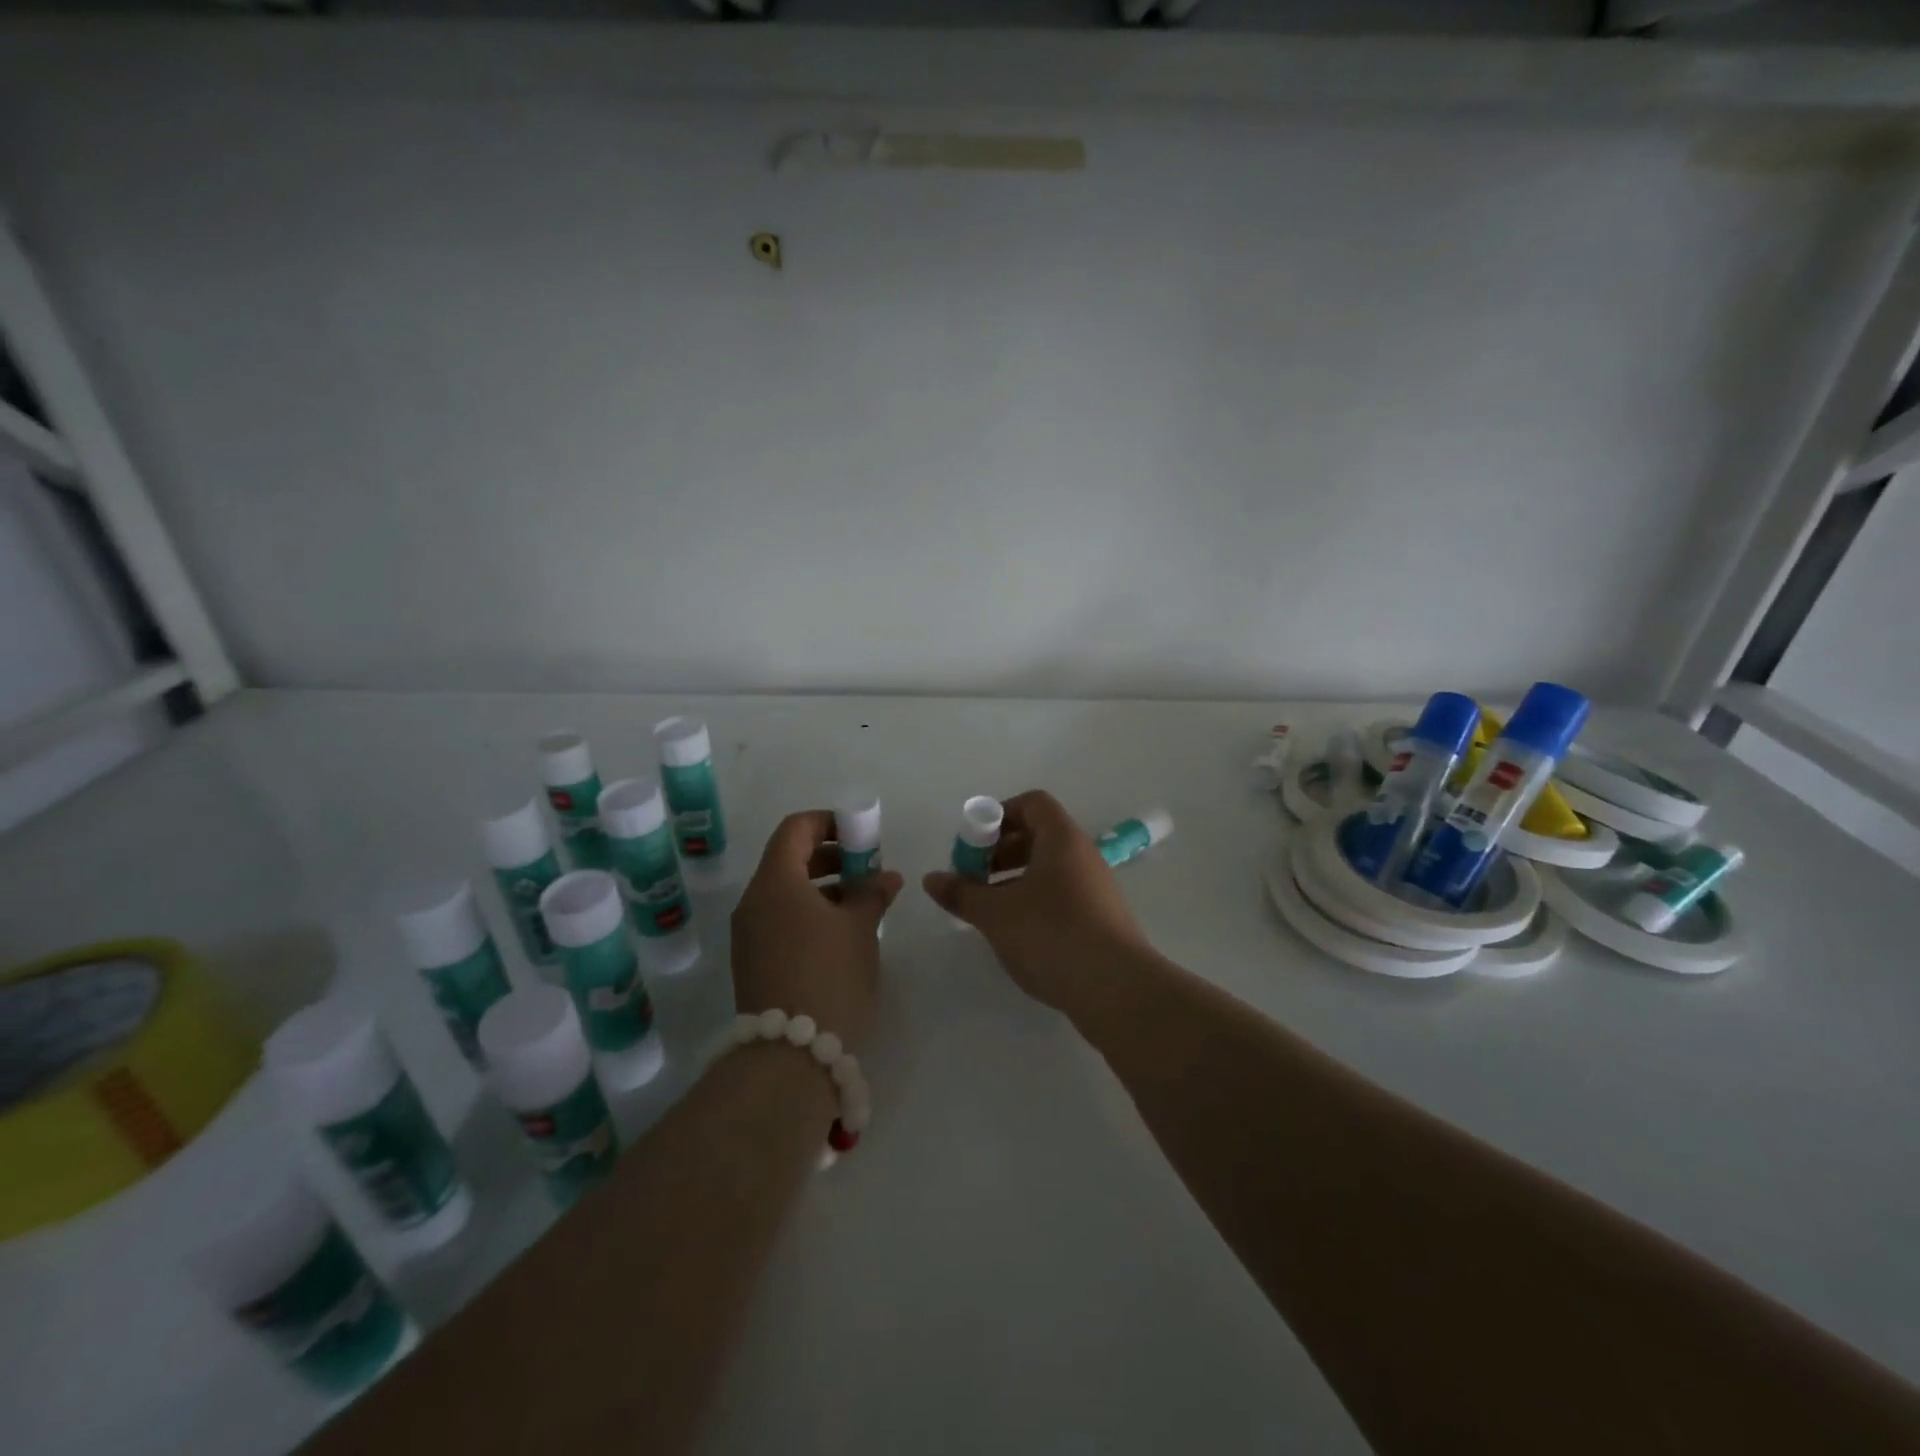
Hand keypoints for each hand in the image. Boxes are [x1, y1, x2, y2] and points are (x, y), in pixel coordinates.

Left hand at [731, 810, 902, 1050]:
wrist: (789, 1057)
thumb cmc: (829, 976)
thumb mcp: (859, 928)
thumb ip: (872, 893)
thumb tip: (886, 877)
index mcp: (774, 882)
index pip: (795, 828)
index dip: (829, 822)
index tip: (861, 834)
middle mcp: (753, 902)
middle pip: (789, 859)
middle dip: (832, 856)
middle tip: (868, 868)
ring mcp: (749, 934)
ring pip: (786, 892)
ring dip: (824, 886)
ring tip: (863, 902)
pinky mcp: (754, 961)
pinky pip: (781, 919)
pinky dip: (810, 912)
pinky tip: (843, 932)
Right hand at [922, 790, 1152, 1015]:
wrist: (1117, 989)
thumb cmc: (1052, 934)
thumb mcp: (996, 913)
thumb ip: (962, 893)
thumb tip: (931, 878)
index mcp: (1062, 839)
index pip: (1032, 804)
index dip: (999, 815)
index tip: (973, 844)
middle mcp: (1083, 856)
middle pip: (1038, 836)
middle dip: (999, 852)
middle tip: (973, 879)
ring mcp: (1095, 889)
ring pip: (1048, 870)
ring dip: (1014, 881)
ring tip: (988, 911)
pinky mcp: (1100, 920)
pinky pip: (1061, 896)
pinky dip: (1034, 903)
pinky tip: (1016, 934)